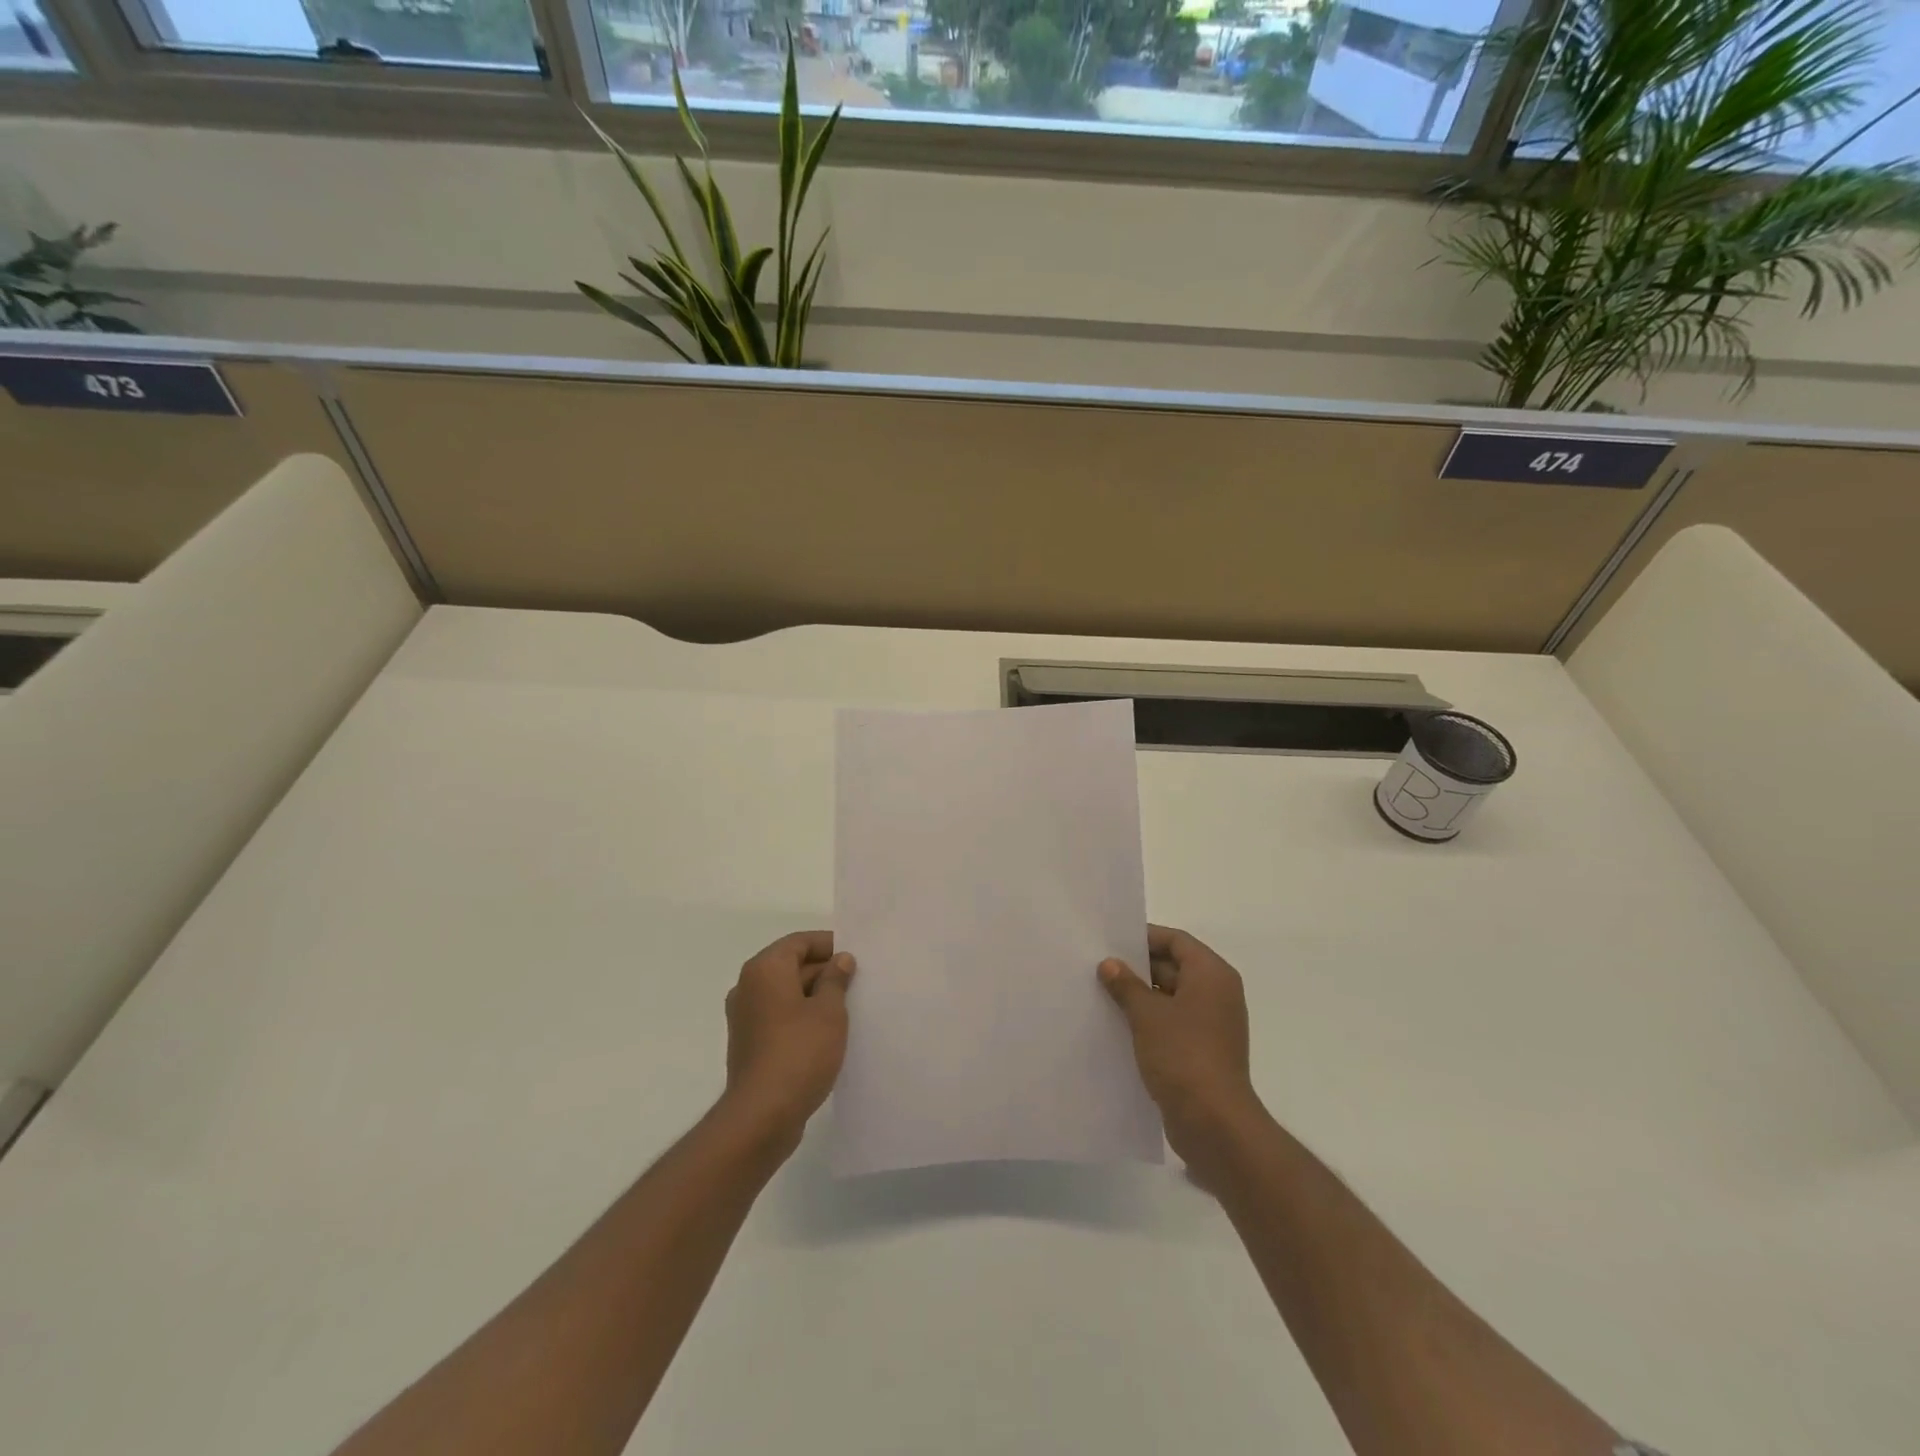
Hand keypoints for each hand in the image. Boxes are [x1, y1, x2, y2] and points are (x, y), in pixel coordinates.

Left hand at [723, 931, 854, 1145]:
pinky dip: (801, 1017)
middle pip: (791, 965)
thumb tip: (840, 960)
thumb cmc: (799, 1052)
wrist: (762, 1115)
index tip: (856, 956)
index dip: (829, 944)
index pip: (799, 942)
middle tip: (858, 982)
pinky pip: (779, 1016)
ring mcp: (745, 1017)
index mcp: (765, 969)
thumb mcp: (829, 1011)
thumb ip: (836, 980)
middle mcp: (748, 987)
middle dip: (824, 971)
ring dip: (815, 996)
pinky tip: (827, 1033)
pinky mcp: (749, 1043)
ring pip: (786, 993)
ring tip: (848, 1007)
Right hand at [1099, 925, 1263, 1176]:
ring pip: (1171, 997)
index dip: (1144, 938)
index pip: (1176, 941)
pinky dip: (1149, 1020)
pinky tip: (1118, 1025)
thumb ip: (1126, 985)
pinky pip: (1173, 1023)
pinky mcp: (1203, 1051)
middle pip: (1174, 967)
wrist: (1214, 1123)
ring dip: (1141, 996)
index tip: (1111, 941)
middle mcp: (1217, 994)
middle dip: (1138, 968)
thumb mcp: (1147, 1014)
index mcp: (1212, 975)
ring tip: (1102, 994)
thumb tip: (1109, 964)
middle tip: (1099, 967)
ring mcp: (1212, 1024)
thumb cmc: (1183, 1055)